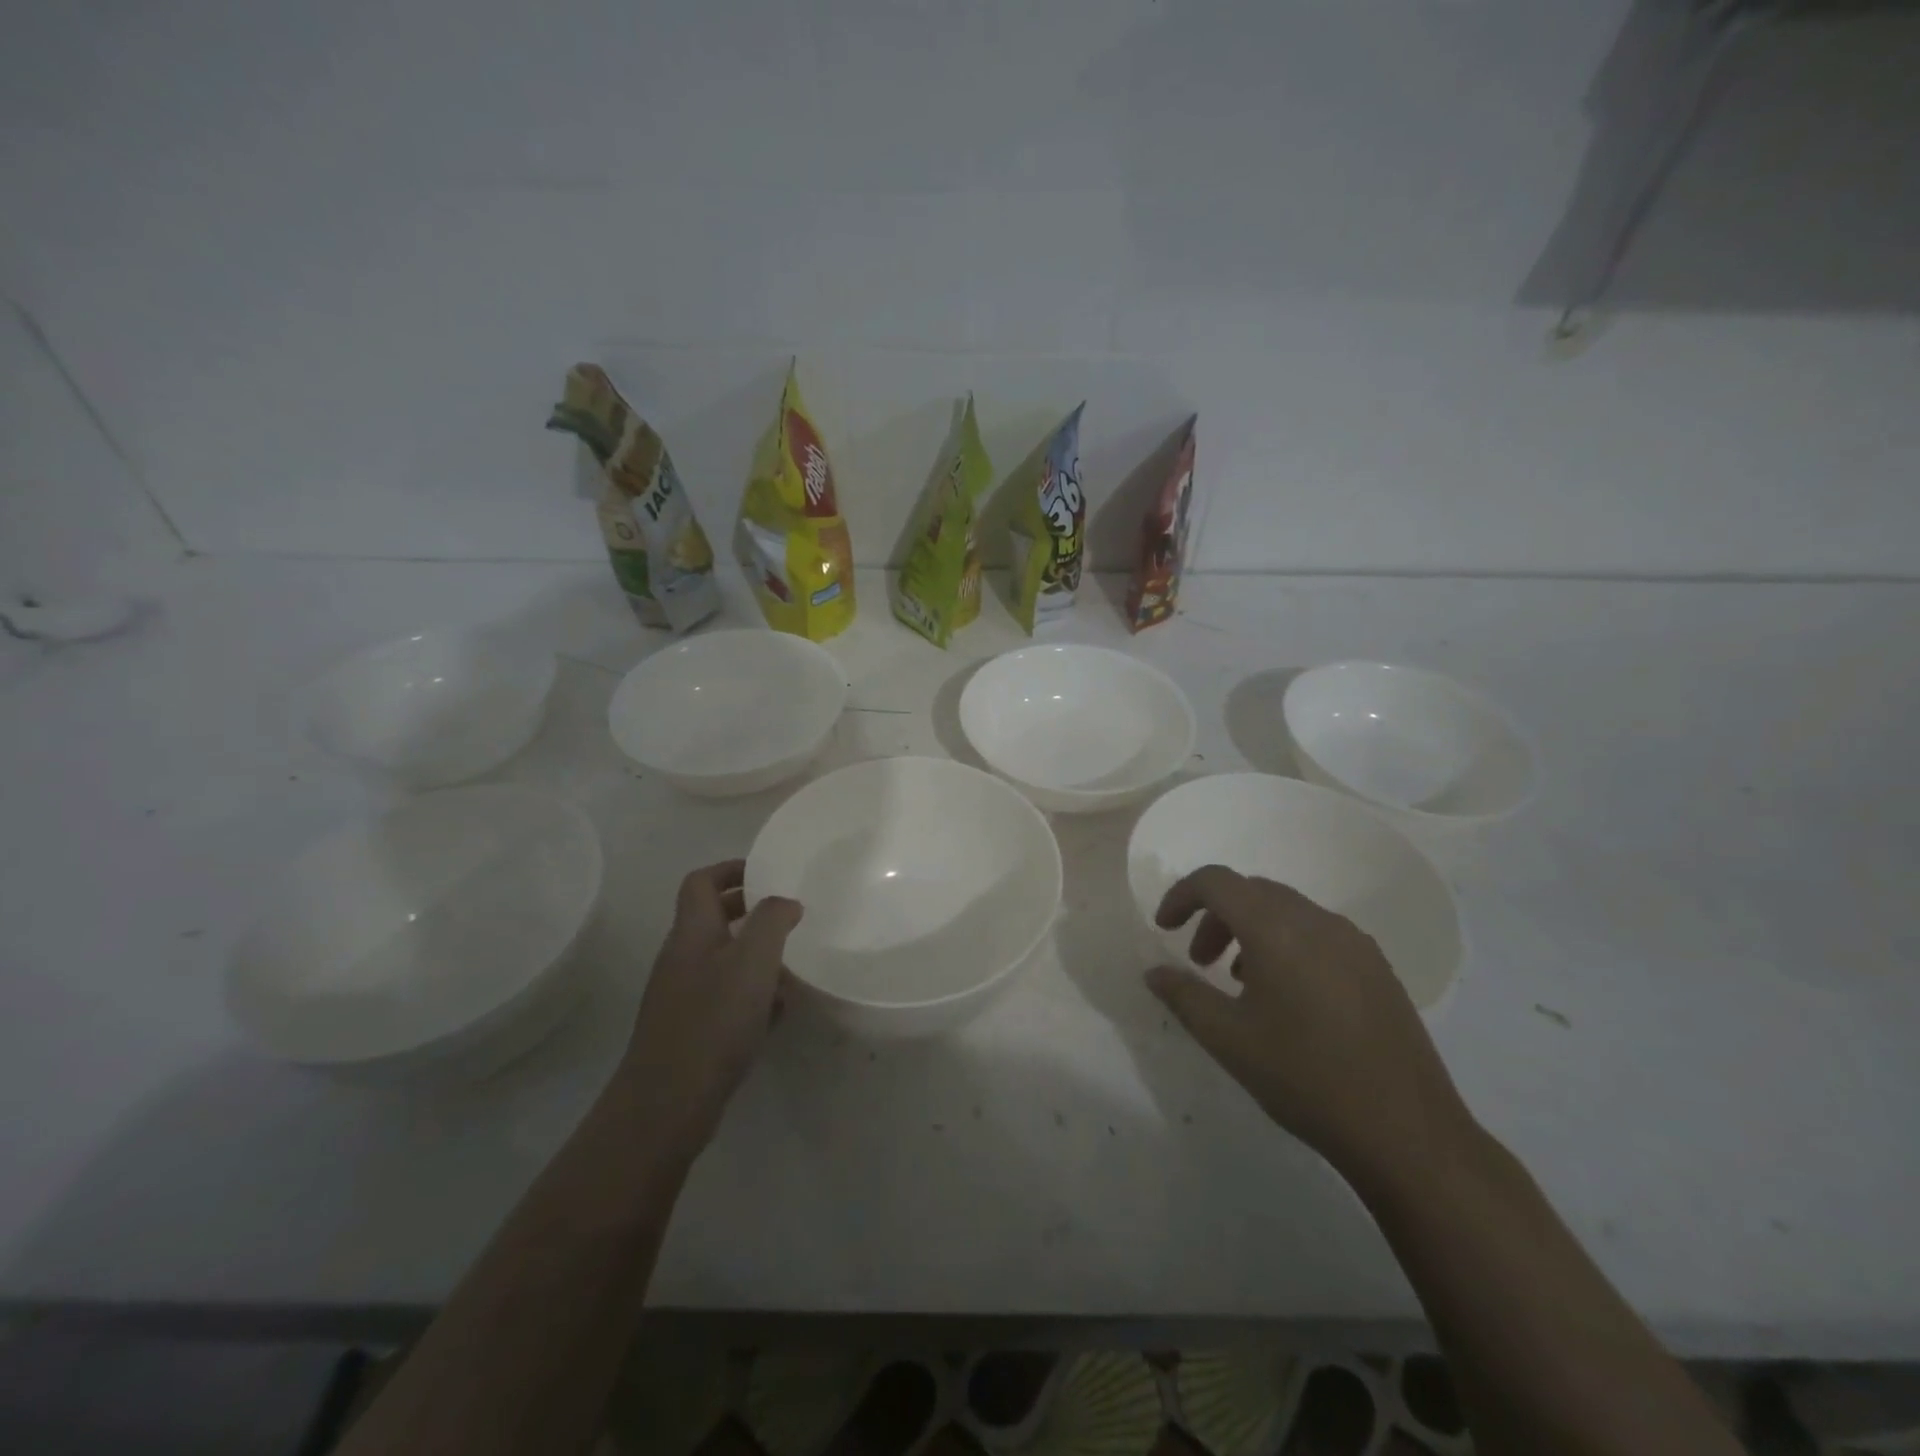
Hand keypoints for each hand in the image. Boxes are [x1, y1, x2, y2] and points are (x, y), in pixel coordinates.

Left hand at [619, 860, 802, 1159]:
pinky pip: (725, 996)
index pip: (701, 881)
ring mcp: (683, 996)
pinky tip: (777, 1010)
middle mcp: (682, 958)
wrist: (667, 1103)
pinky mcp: (691, 1030)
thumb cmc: (713, 1020)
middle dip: (749, 910)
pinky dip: (751, 993)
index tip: (767, 872)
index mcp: (692, 932)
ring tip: (792, 961)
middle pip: (712, 918)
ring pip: (722, 959)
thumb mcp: (753, 960)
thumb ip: (772, 920)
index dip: (731, 869)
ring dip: (755, 953)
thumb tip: (786, 901)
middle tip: (788, 913)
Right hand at [1146, 865, 1473, 1183]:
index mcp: (1277, 929)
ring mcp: (1354, 941)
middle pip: (1252, 892)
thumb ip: (1183, 996)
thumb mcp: (1228, 1039)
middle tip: (1199, 961)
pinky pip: (1318, 933)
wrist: (1407, 1132)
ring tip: (1239, 981)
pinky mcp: (1377, 966)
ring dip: (1250, 930)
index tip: (1164, 929)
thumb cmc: (1305, 1078)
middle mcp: (1317, 921)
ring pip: (1286, 911)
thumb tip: (1154, 972)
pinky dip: (1286, 944)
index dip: (1181, 896)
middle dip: (1215, 916)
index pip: (1217, 881)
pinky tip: (1287, 997)